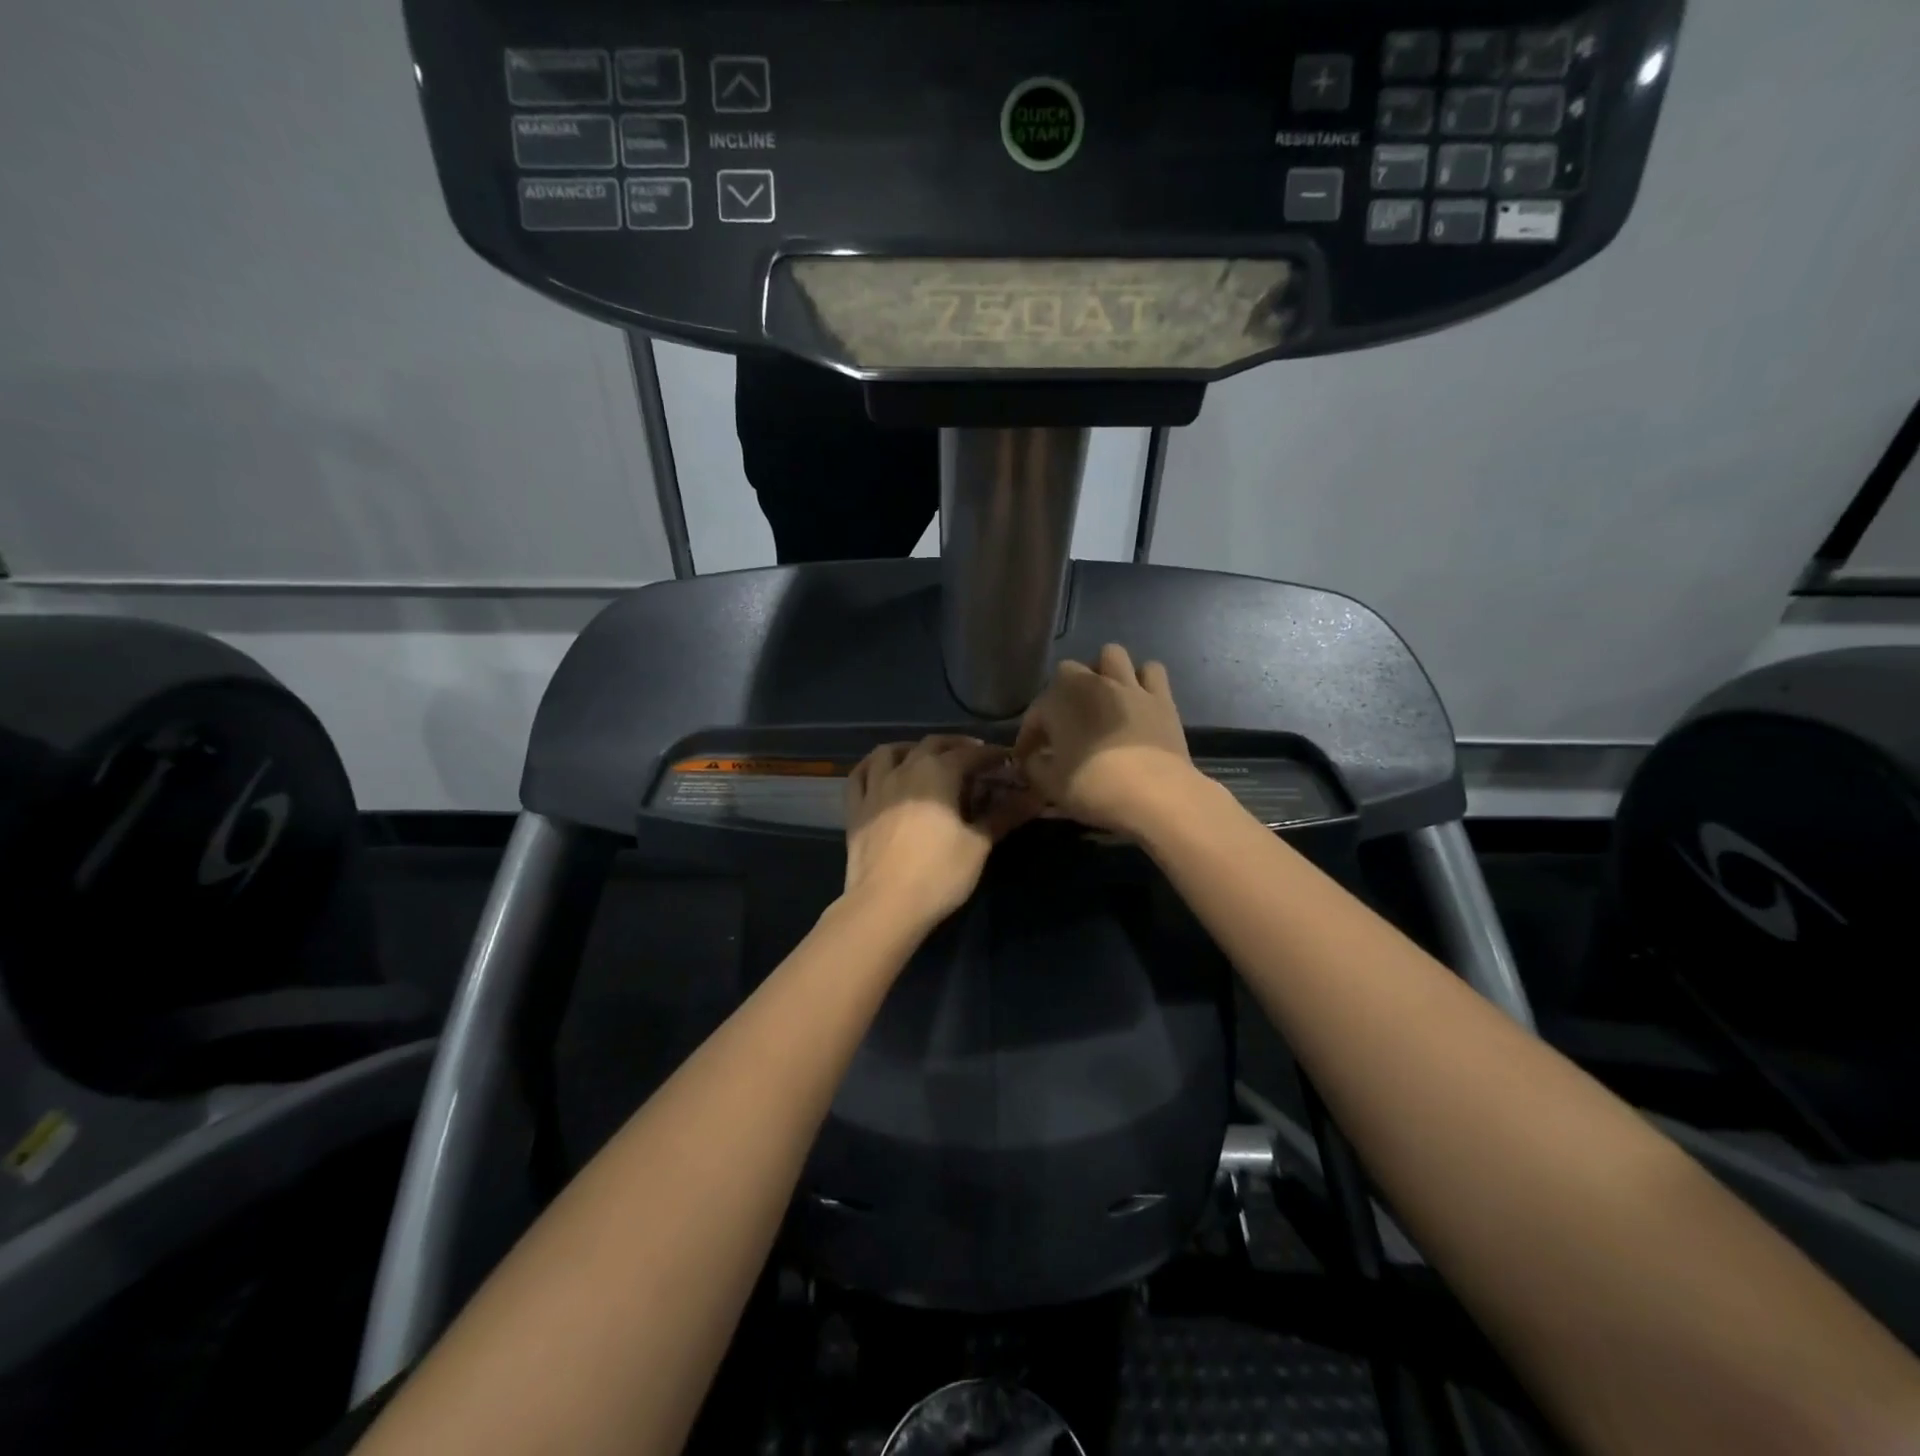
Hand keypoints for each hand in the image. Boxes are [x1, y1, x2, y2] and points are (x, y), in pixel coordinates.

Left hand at [843, 736, 1040, 927]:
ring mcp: (875, 787)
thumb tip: (1035, 798)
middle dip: (956, 745)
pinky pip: (860, 775)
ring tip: (925, 757)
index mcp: (938, 773)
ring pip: (890, 752)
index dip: (992, 755)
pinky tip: (881, 772)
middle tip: (974, 756)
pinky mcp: (855, 809)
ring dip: (911, 748)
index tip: (1008, 760)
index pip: (971, 754)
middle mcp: (905, 769)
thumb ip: (1003, 816)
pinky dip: (872, 766)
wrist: (885, 905)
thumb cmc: (939, 873)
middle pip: (933, 744)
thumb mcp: (978, 845)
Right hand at [1012, 643, 1200, 834]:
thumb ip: (1035, 766)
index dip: (1029, 735)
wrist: (1154, 794)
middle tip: (1064, 721)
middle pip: (1068, 671)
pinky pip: (1151, 671)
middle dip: (1062, 692)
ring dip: (1103, 671)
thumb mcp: (1050, 785)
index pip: (1036, 712)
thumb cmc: (1094, 788)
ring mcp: (1129, 686)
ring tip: (1102, 697)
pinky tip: (1137, 699)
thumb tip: (1034, 758)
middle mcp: (1092, 684)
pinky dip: (1142, 680)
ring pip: (1111, 655)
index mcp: (1059, 702)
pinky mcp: (1161, 698)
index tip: (1027, 757)